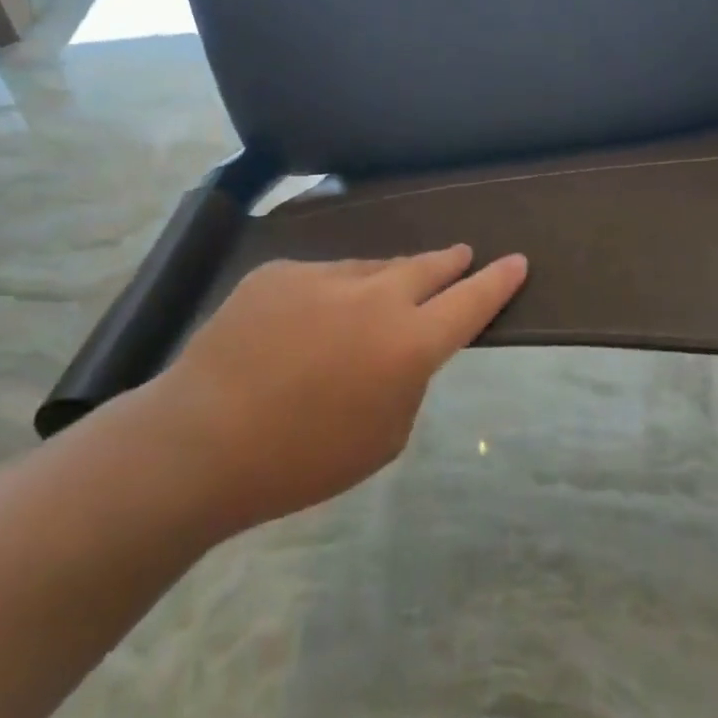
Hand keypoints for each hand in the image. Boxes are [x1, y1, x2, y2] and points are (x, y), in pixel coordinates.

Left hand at [155, 246, 528, 529]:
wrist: (200, 441)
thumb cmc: (302, 460)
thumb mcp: (384, 437)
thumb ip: (408, 381)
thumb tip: (403, 347)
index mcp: (410, 344)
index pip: (472, 300)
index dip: (499, 281)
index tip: (517, 261)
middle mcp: (377, 297)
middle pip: (428, 267)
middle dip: (451, 262)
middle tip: (462, 257)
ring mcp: (325, 277)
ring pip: (373, 268)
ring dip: (387, 280)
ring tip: (381, 299)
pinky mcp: (282, 272)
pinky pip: (322, 277)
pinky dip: (330, 295)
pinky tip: (308, 323)